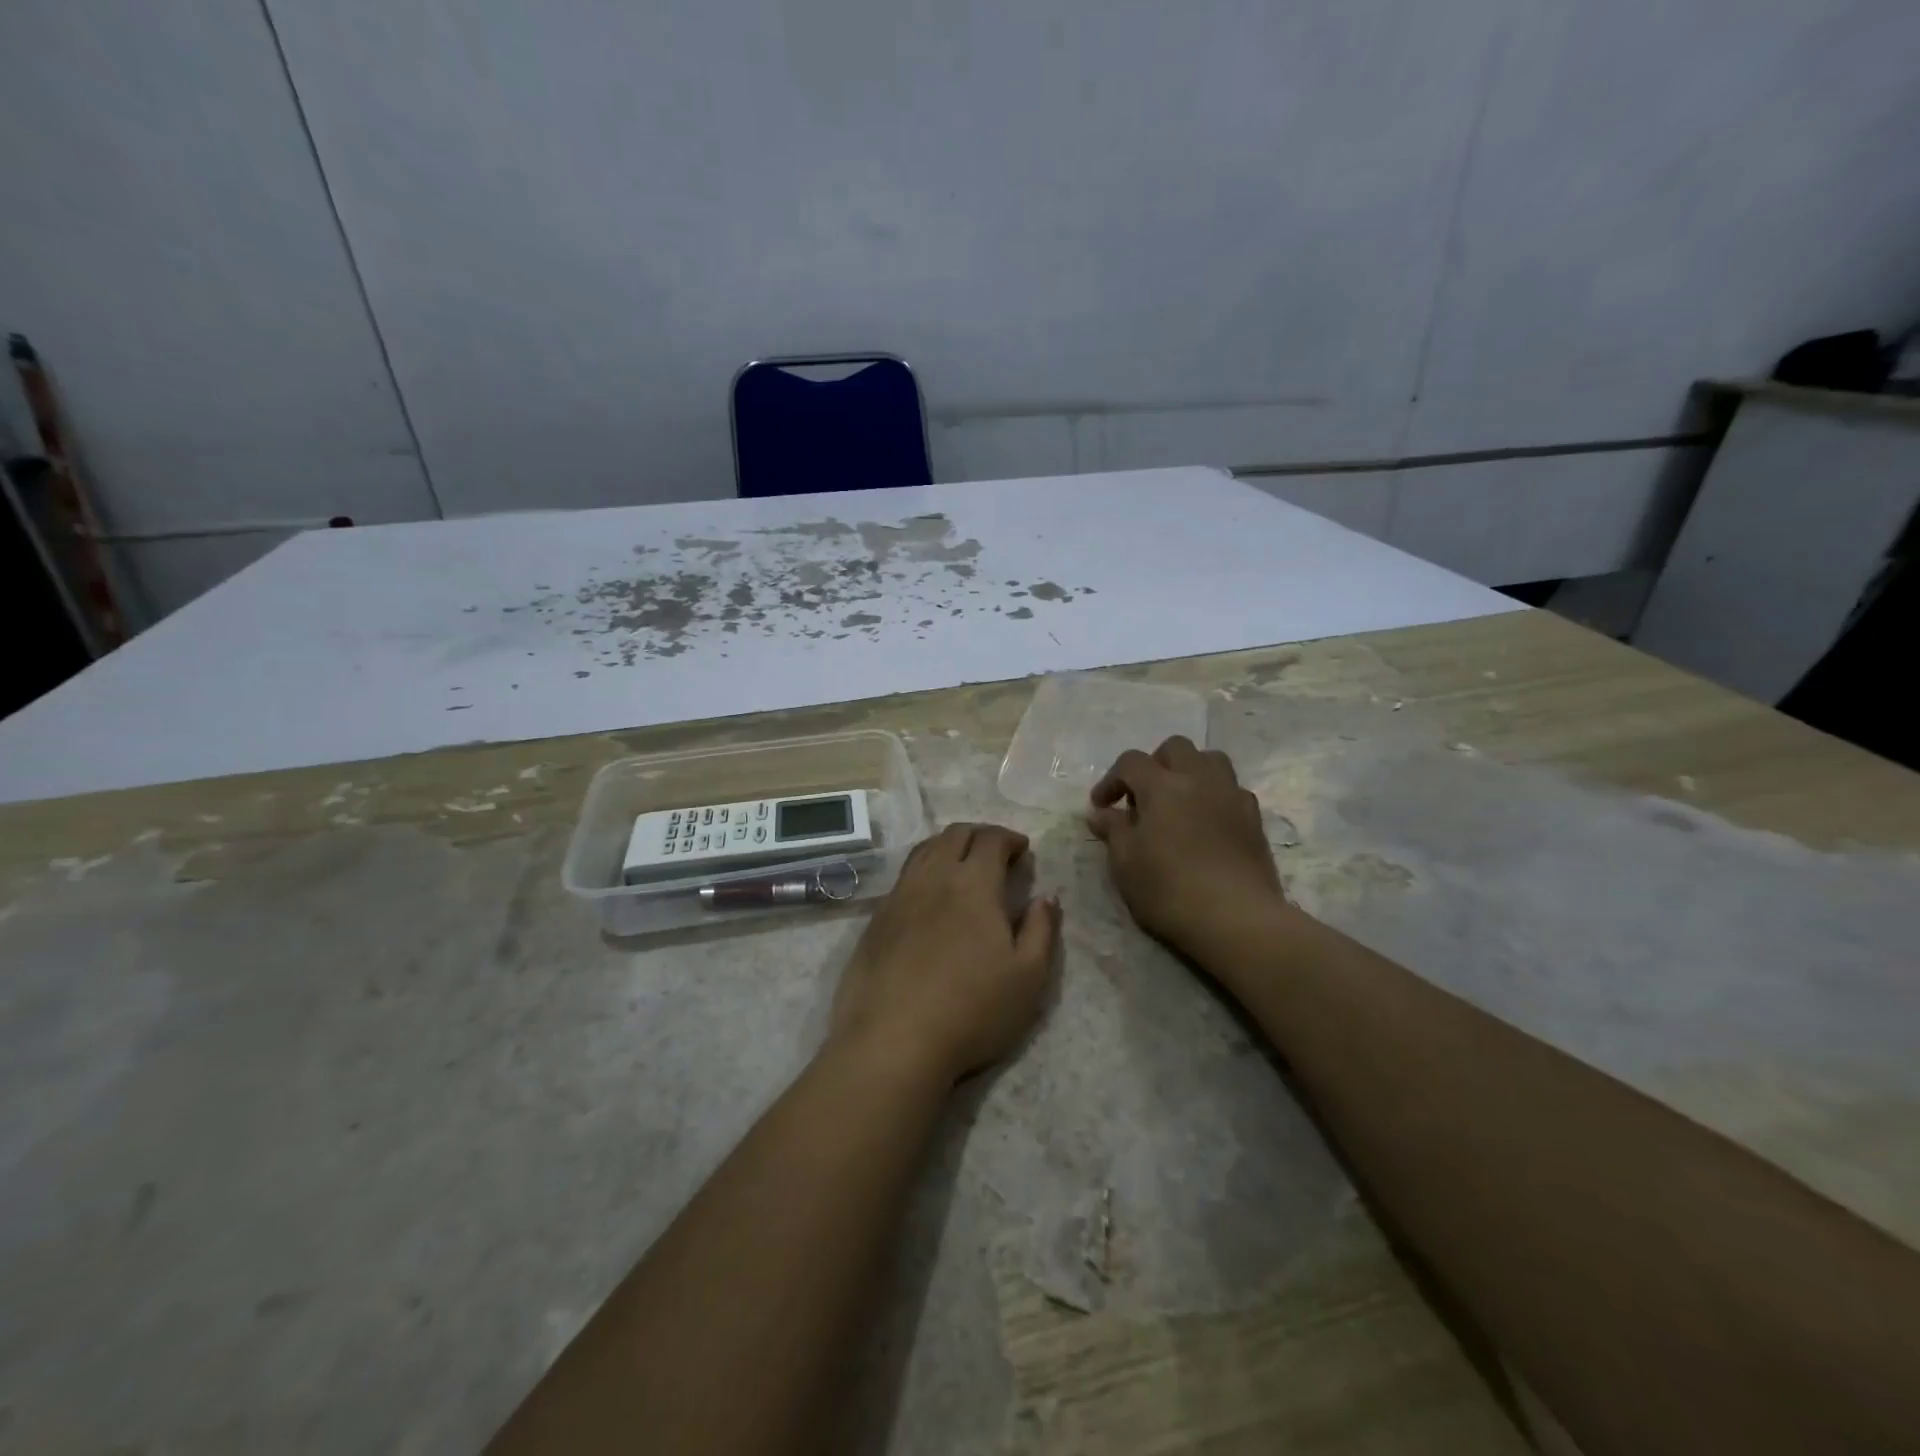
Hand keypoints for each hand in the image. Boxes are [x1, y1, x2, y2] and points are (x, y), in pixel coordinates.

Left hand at [830, 823, 1060, 1084]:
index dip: (1009, 838)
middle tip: (996, 853)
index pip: (990, 839)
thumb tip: (1046, 897)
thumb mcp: (1029, 976)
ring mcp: (900, 896)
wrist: (893, 1040)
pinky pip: (904, 876)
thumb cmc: (972, 1009)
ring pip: (925, 850)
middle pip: (954, 835)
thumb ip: (1042, 930)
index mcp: (973, 884)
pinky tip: (930, 896)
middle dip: (980, 835)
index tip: (1022, 850)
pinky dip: (924, 870)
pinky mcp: (877, 919)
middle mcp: (934, 877)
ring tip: (963, 866)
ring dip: (948, 847)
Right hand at [1088, 737, 1285, 958]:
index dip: (1111, 779)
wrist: (1236, 919)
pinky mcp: (1254, 818)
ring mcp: (1231, 795)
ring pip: (1210, 760)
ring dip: (1189, 771)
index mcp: (1162, 786)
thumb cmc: (1169, 890)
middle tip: (1142, 797)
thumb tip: (1101, 813)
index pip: (1131, 762)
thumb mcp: (1126, 863)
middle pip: (1175, 748)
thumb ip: (1113, 830)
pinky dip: (1214, 795)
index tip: (1101, 806)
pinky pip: (1232, 789)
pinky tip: (1206, 823)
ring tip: (1178, 802)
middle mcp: (1199, 779)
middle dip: (1154, 765)